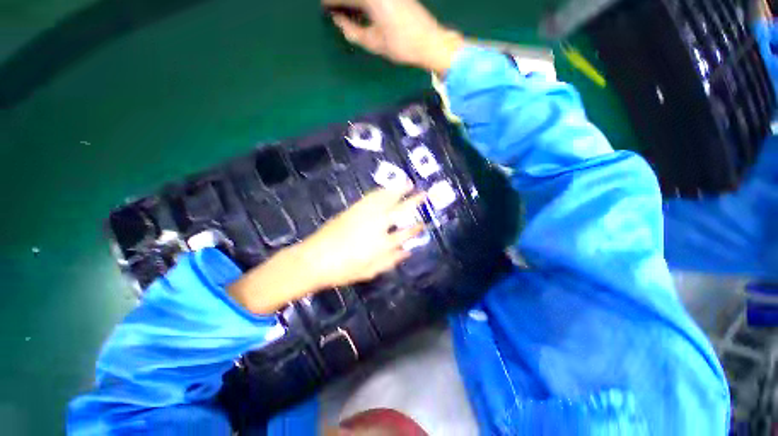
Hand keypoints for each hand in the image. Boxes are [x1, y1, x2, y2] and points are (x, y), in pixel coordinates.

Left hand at [298, 184, 425, 288]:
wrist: (314, 259)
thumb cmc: (343, 270)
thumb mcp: (370, 271)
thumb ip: (391, 260)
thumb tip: (407, 251)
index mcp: (383, 244)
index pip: (406, 233)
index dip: (417, 227)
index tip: (424, 222)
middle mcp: (377, 225)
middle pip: (400, 211)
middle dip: (414, 202)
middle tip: (424, 194)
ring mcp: (365, 214)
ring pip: (386, 198)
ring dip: (398, 190)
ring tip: (408, 183)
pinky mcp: (353, 209)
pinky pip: (371, 196)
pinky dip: (381, 191)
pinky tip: (386, 188)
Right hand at [323, 0, 464, 74]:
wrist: (430, 42)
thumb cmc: (402, 46)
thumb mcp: (374, 43)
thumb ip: (353, 31)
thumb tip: (338, 21)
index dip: (331, 1)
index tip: (323, 6)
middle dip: (341, 1)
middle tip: (333, 8)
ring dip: (353, 4)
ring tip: (345, 10)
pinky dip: (364, 3)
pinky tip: (361, 9)